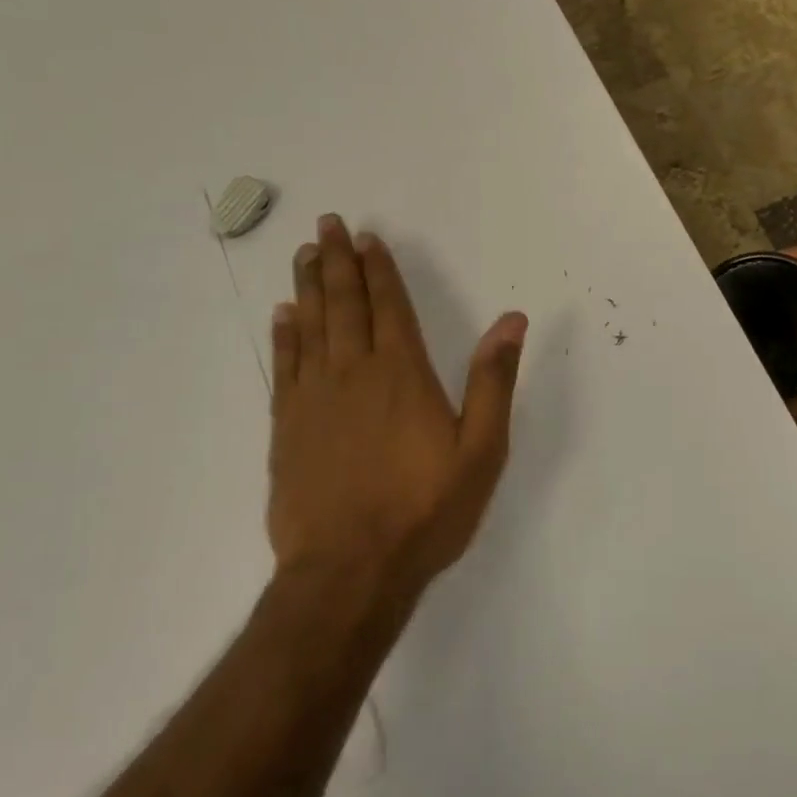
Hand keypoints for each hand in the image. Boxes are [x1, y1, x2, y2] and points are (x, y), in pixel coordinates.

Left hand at [267, 215, 526, 608]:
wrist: (349, 571)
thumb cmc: (425, 511)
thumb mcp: (481, 451)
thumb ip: (493, 381)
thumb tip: (512, 320)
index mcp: (403, 374)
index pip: (390, 306)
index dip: (379, 269)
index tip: (367, 237)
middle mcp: (355, 373)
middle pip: (345, 305)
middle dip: (338, 262)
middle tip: (327, 225)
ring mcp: (314, 398)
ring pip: (311, 326)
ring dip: (310, 286)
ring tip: (306, 254)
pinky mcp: (287, 426)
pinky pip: (284, 365)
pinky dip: (285, 334)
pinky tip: (284, 315)